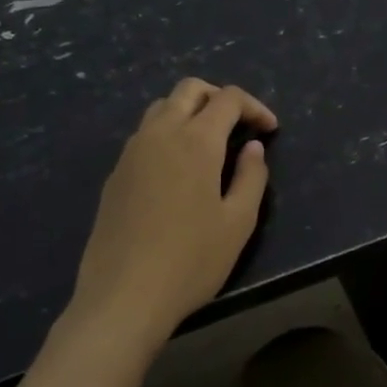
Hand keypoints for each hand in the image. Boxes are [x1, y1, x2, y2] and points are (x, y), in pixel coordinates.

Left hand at [66, 78, 277, 349]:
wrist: (123, 297)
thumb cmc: (191, 261)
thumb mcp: (238, 222)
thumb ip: (252, 177)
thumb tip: (252, 147)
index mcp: (195, 141)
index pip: (228, 99)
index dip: (255, 107)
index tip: (270, 130)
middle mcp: (160, 134)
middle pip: (189, 90)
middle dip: (220, 97)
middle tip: (240, 124)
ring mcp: (132, 153)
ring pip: (161, 108)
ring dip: (190, 112)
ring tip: (211, 143)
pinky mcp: (115, 175)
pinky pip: (145, 135)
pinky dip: (168, 133)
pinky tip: (180, 170)